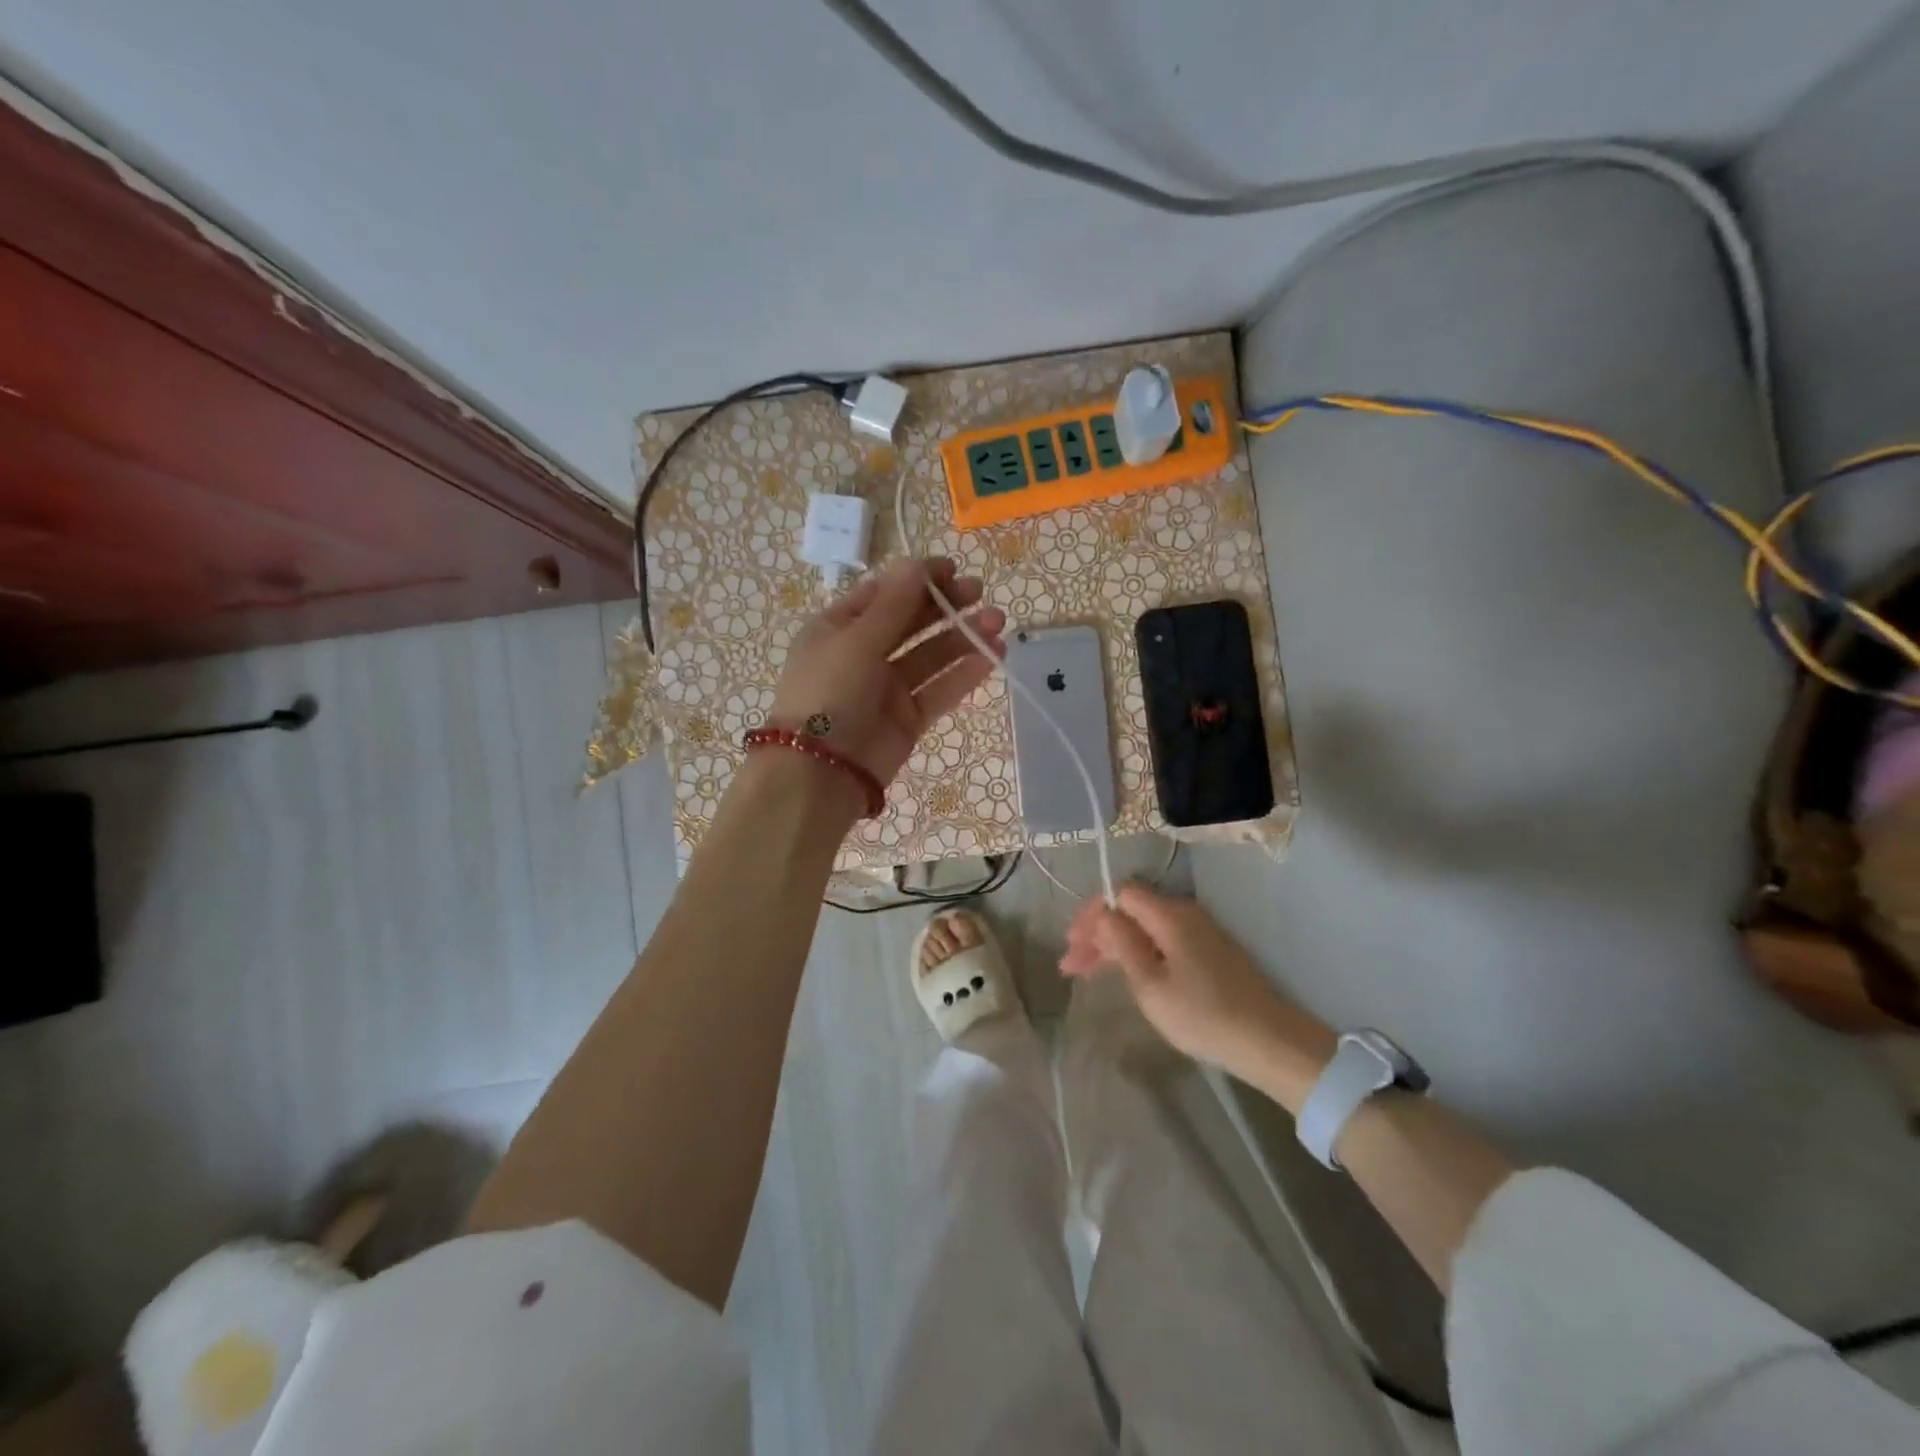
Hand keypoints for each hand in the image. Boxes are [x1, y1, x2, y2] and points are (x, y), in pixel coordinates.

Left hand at [769, 556, 1004, 792]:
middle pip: (910, 622)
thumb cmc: (829, 693)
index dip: (917, 579)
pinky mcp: (908, 719)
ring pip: (930, 656)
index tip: (952, 569)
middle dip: (945, 606)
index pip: (883, 594)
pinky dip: (964, 674)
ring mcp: (887, 688)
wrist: (819, 772)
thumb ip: (894, 604)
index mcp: (839, 628)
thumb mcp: (856, 640)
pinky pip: (939, 690)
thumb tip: (917, 563)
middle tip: (979, 593)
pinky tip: (991, 657)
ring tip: (997, 623)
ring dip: (962, 638)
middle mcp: (863, 654)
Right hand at [1061, 884, 1334, 1096]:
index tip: (1072, 944)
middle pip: (1131, 910)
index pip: (1121, 893)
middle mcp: (1185, 914)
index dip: (1092, 914)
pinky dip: (1137, 954)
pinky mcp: (1209, 953)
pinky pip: (1162, 941)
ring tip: (1087, 973)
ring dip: (1114, 946)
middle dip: (1098, 933)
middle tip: (1071, 965)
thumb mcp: (1150, 984)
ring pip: (1145, 928)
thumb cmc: (1202, 1014)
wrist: (1269, 1041)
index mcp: (1170, 914)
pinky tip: (1124, 974)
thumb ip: (1122, 944)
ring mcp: (1200, 933)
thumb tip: (1103, 915)